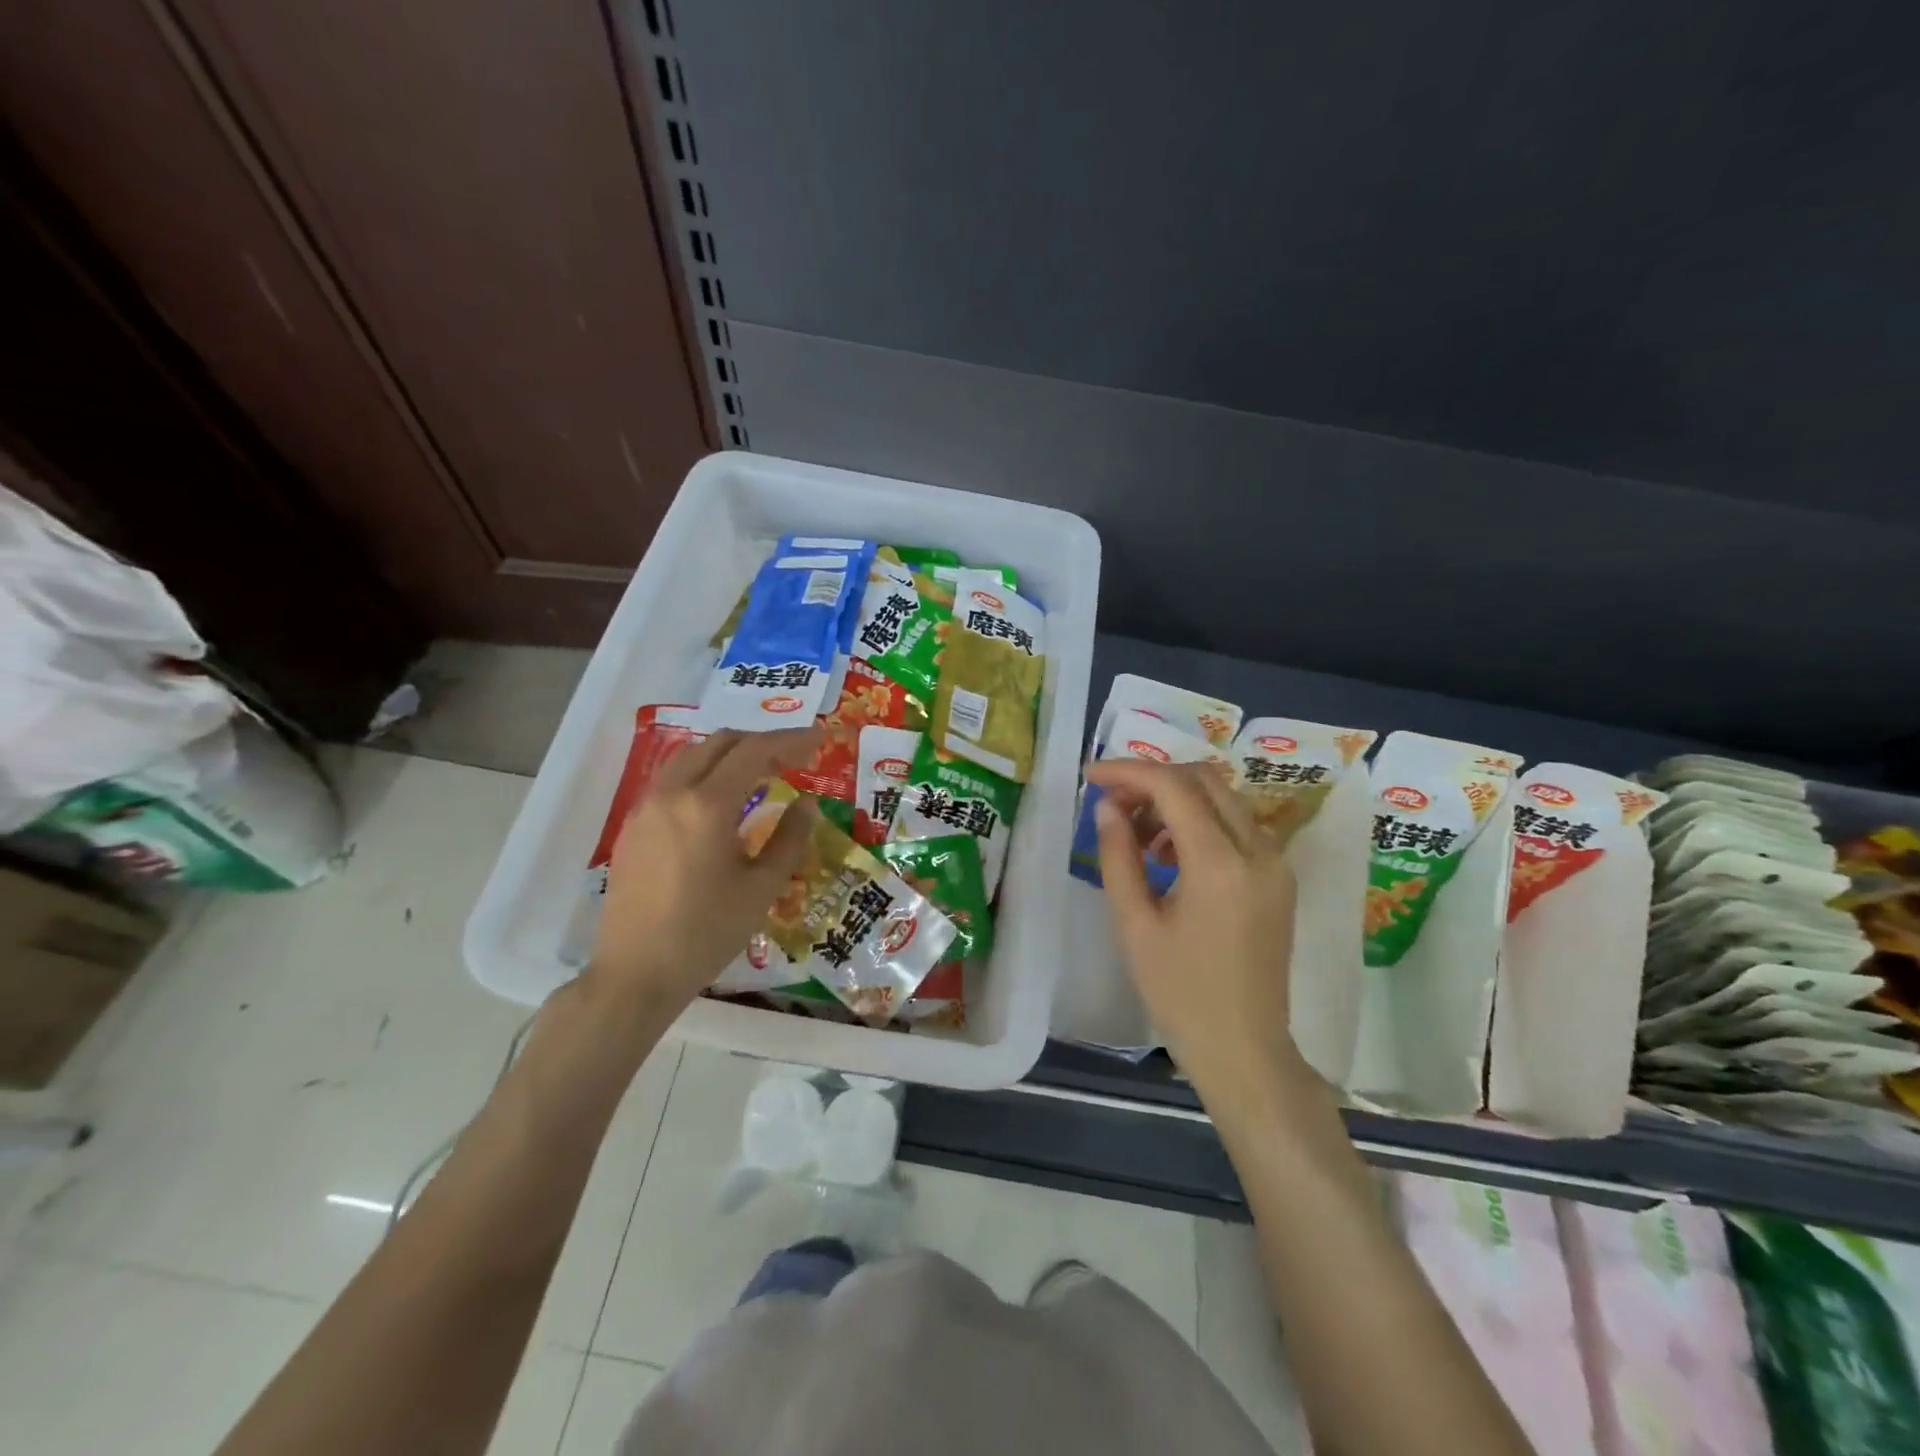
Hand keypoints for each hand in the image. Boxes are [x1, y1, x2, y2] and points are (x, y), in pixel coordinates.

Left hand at [586, 727, 820, 1013]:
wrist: (635, 974)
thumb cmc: (706, 934)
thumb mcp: (761, 888)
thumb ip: (789, 839)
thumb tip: (806, 805)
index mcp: (707, 805)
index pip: (754, 751)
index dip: (791, 740)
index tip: (820, 739)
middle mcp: (672, 793)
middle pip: (720, 743)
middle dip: (761, 742)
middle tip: (794, 758)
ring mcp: (646, 807)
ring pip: (692, 756)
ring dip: (730, 754)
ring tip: (761, 773)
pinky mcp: (633, 826)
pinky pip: (673, 779)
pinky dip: (704, 773)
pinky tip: (721, 800)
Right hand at [1089, 759, 1305, 1100]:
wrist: (1244, 1049)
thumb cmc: (1180, 994)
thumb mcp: (1135, 926)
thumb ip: (1118, 857)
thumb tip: (1107, 808)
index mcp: (1220, 864)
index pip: (1173, 787)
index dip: (1128, 772)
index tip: (1090, 776)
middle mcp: (1258, 851)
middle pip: (1204, 780)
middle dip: (1153, 780)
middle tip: (1112, 804)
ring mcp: (1276, 863)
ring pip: (1223, 798)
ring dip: (1177, 800)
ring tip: (1137, 835)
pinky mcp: (1279, 877)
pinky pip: (1238, 824)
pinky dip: (1200, 821)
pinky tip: (1170, 855)